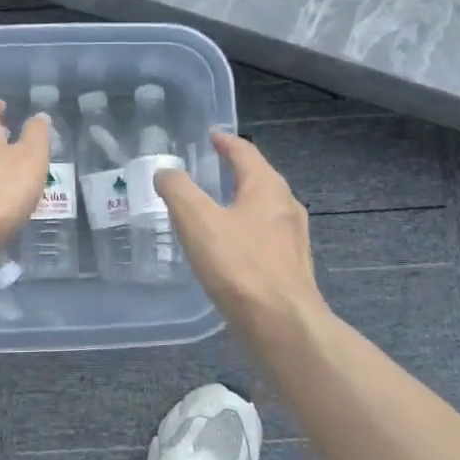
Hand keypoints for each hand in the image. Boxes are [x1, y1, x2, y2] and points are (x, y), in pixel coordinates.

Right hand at [155, 131, 326, 333]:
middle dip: (235, 170)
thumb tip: (165, 171)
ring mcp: (294, 239)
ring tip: (216, 208)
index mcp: (267, 187)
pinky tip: (231, 249)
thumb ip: (178, 190)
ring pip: (264, 209)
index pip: (245, 152)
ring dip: (242, 202)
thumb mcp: (197, 220)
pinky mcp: (292, 268)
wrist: (283, 324)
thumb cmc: (239, 265)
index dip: (225, 141)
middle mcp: (286, 206)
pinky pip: (266, 237)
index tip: (210, 135)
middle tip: (209, 168)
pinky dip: (247, 231)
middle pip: (259, 178)